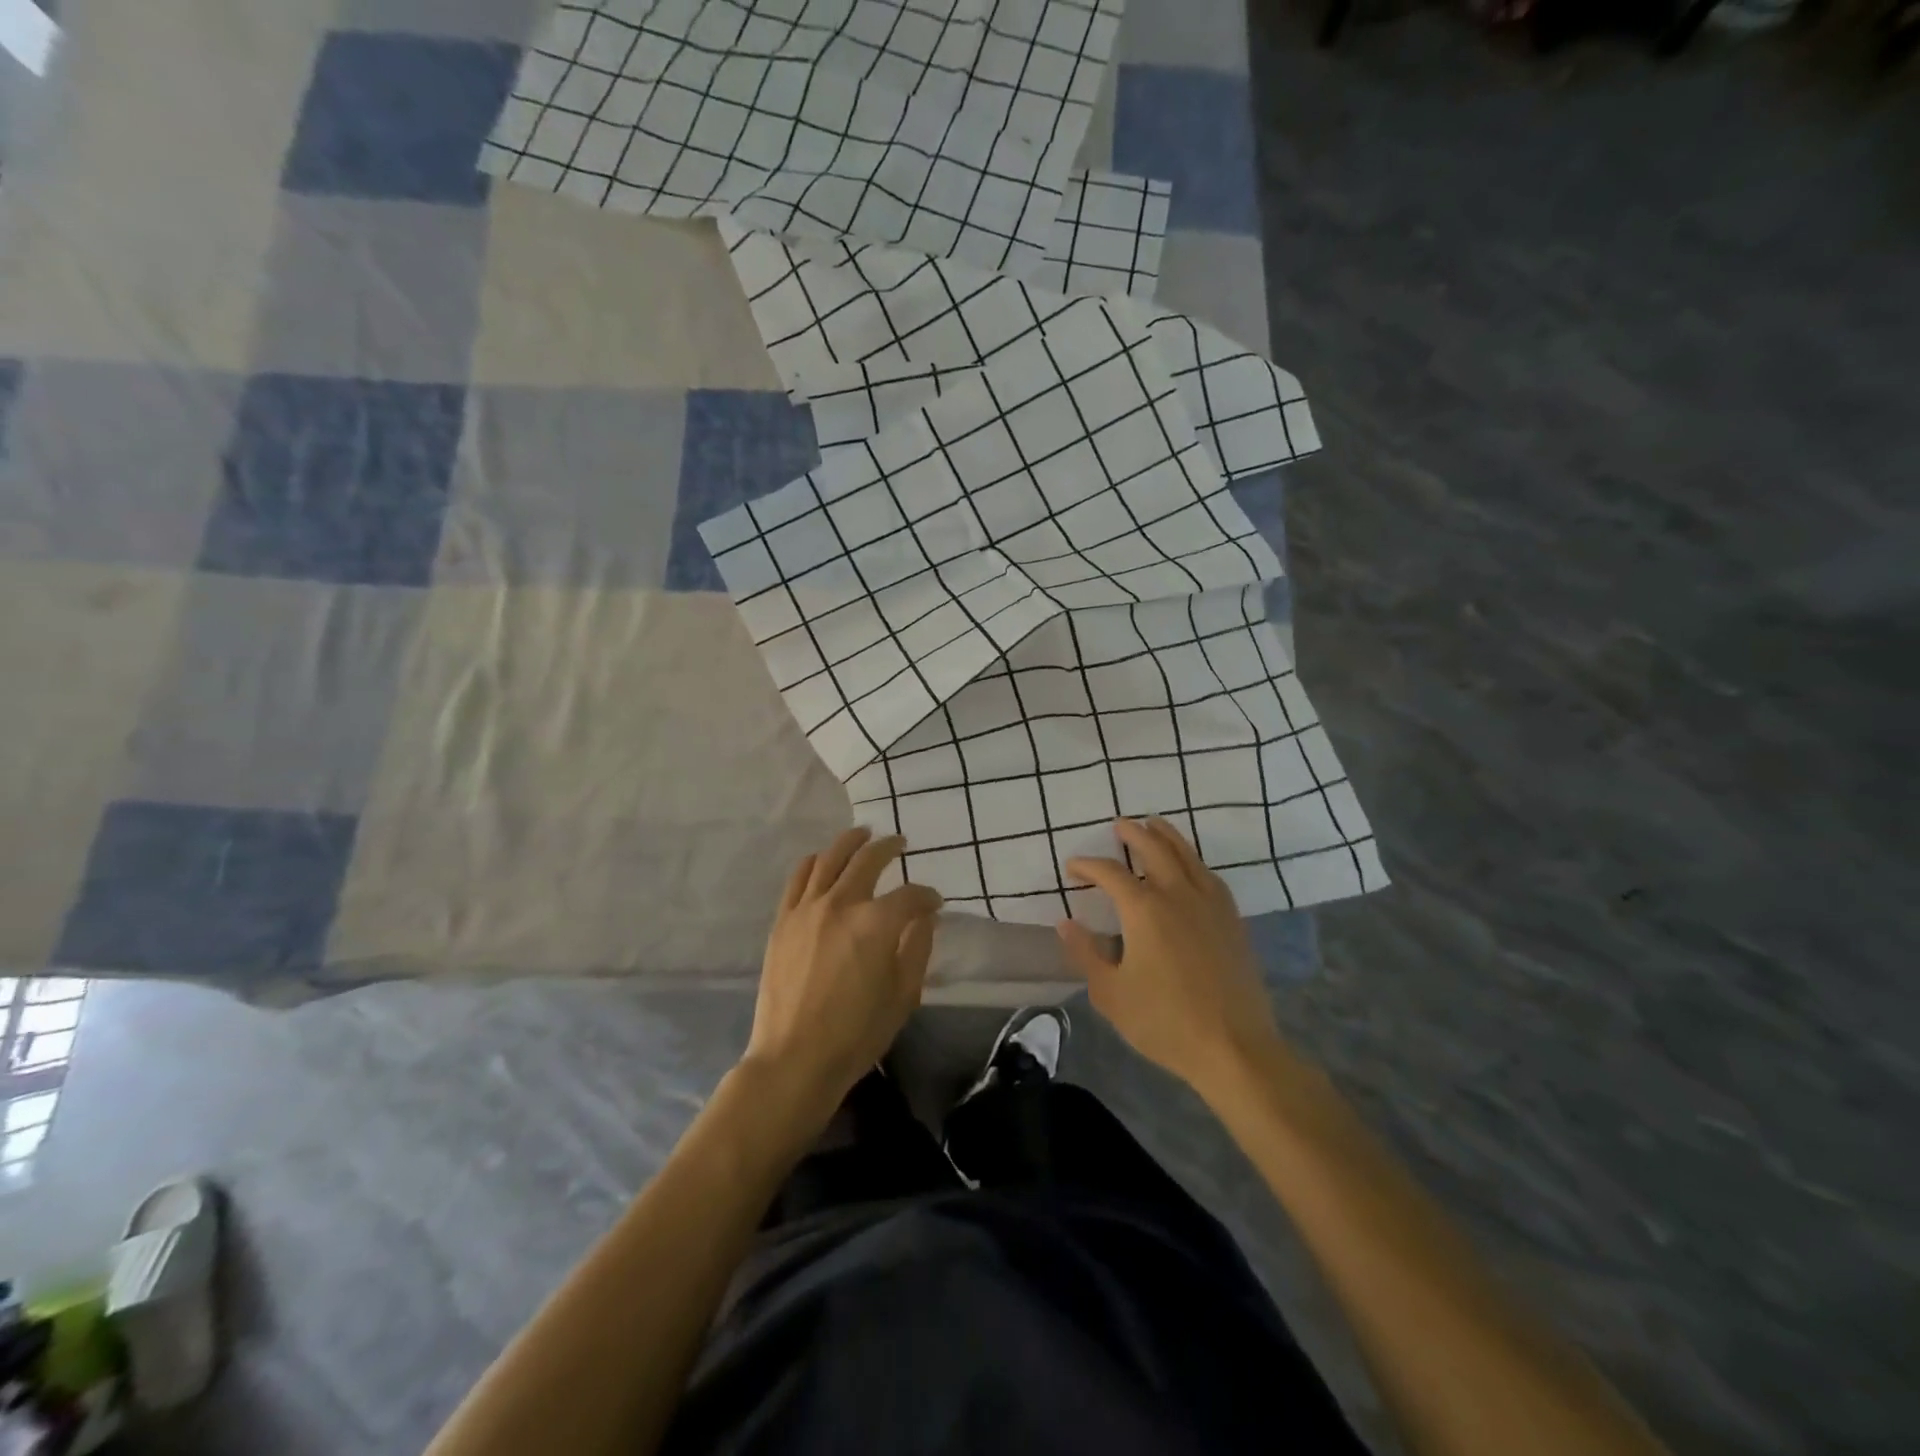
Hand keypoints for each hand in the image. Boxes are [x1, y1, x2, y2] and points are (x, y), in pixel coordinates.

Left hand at [742, 828, 942, 1132]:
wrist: (795, 1058)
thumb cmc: (857, 1033)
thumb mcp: (903, 995)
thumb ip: (918, 949)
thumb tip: (925, 918)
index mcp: (877, 923)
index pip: (910, 896)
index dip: (927, 897)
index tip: (934, 903)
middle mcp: (842, 903)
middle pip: (868, 860)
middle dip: (890, 848)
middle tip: (900, 843)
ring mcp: (807, 909)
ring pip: (831, 858)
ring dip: (850, 842)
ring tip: (862, 835)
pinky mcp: (783, 920)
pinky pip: (799, 878)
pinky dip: (814, 862)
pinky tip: (822, 859)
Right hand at [1060, 818, 1288, 1099]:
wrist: (1234, 1047)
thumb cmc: (1165, 1022)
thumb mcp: (1111, 994)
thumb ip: (1086, 954)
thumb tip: (1066, 924)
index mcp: (1144, 910)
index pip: (1110, 874)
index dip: (1088, 866)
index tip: (1073, 868)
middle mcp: (1178, 895)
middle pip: (1155, 849)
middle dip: (1134, 834)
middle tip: (1119, 824)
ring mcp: (1210, 905)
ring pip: (1187, 856)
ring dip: (1167, 837)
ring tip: (1155, 825)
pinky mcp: (1232, 920)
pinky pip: (1210, 876)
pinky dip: (1194, 861)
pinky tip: (1191, 867)